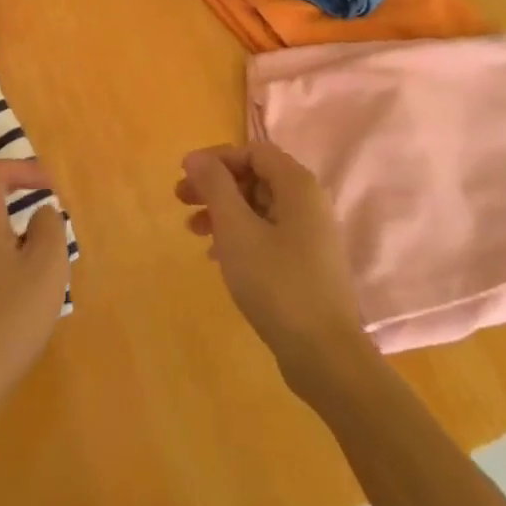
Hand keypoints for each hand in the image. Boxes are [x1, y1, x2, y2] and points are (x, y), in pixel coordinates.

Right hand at [177, 143, 375, 397]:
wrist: (324, 354)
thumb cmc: (276, 283)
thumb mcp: (236, 229)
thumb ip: (215, 186)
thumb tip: (196, 157)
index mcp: (298, 185)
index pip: (253, 151)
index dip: (217, 158)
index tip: (185, 175)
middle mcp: (309, 202)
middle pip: (256, 177)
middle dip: (216, 185)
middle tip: (180, 200)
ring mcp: (311, 234)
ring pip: (259, 207)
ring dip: (224, 211)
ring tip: (193, 230)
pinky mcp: (307, 262)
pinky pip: (268, 233)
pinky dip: (240, 235)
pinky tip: (217, 256)